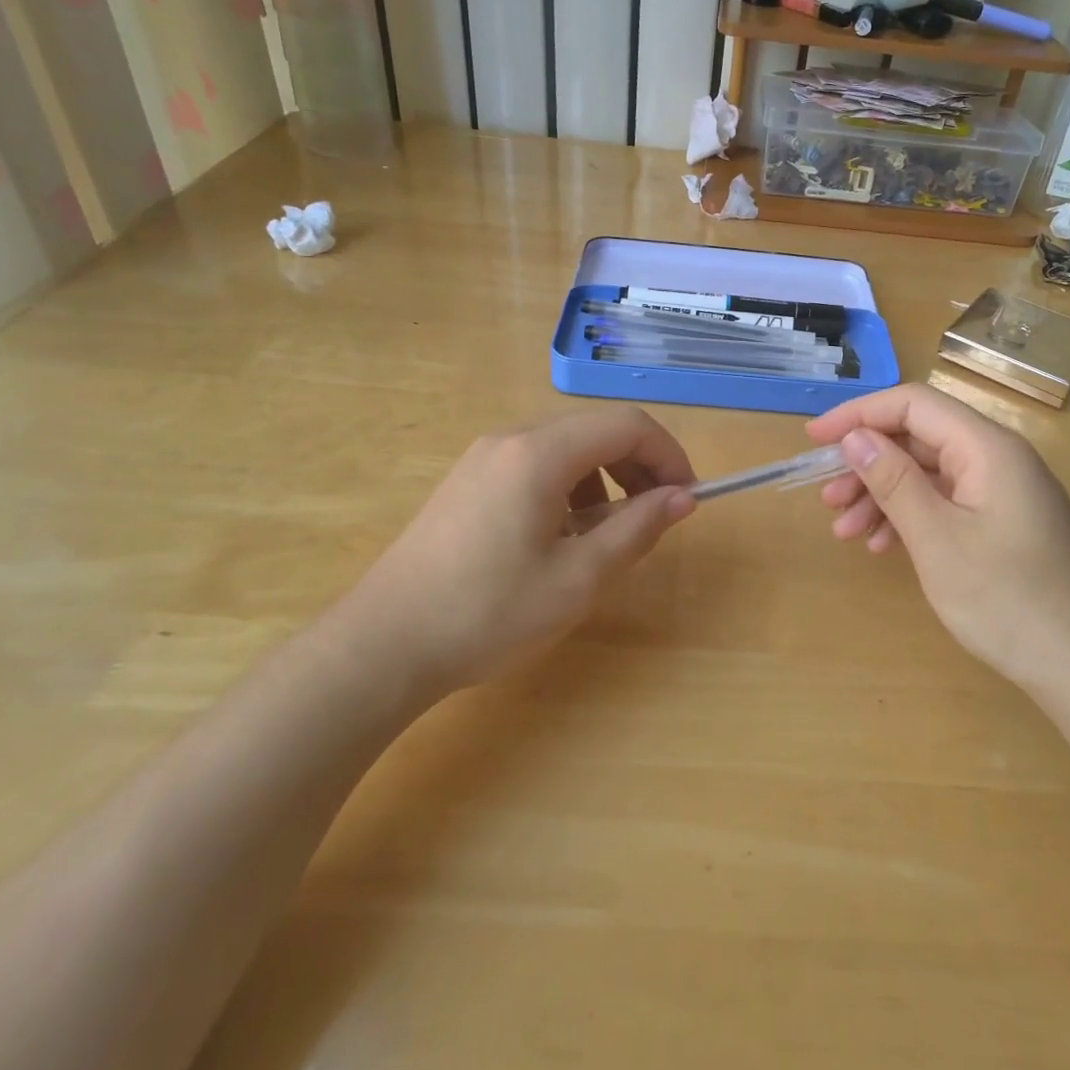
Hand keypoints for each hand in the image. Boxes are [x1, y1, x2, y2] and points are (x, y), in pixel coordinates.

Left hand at [328, 407, 696, 697]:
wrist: (384, 643)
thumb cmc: (489, 613)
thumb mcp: (578, 578)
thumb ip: (637, 529)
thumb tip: (682, 498)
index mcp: (540, 454)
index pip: (627, 426)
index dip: (668, 455)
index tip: (686, 499)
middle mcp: (511, 439)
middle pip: (597, 430)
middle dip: (639, 467)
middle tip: (654, 519)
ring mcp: (483, 457)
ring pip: (567, 447)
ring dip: (605, 479)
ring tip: (606, 535)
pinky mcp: (468, 479)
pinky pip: (536, 464)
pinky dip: (569, 487)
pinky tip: (560, 537)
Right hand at [806, 384, 1069, 689]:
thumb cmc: (1008, 601)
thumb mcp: (938, 539)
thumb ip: (894, 481)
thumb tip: (854, 437)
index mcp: (987, 448)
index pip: (913, 404)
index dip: (859, 415)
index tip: (814, 440)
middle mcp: (997, 459)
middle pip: (919, 438)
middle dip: (867, 464)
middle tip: (827, 498)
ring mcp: (1003, 492)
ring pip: (928, 473)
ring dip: (882, 495)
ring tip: (845, 531)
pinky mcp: (1003, 523)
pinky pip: (946, 503)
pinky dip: (910, 518)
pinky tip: (882, 546)